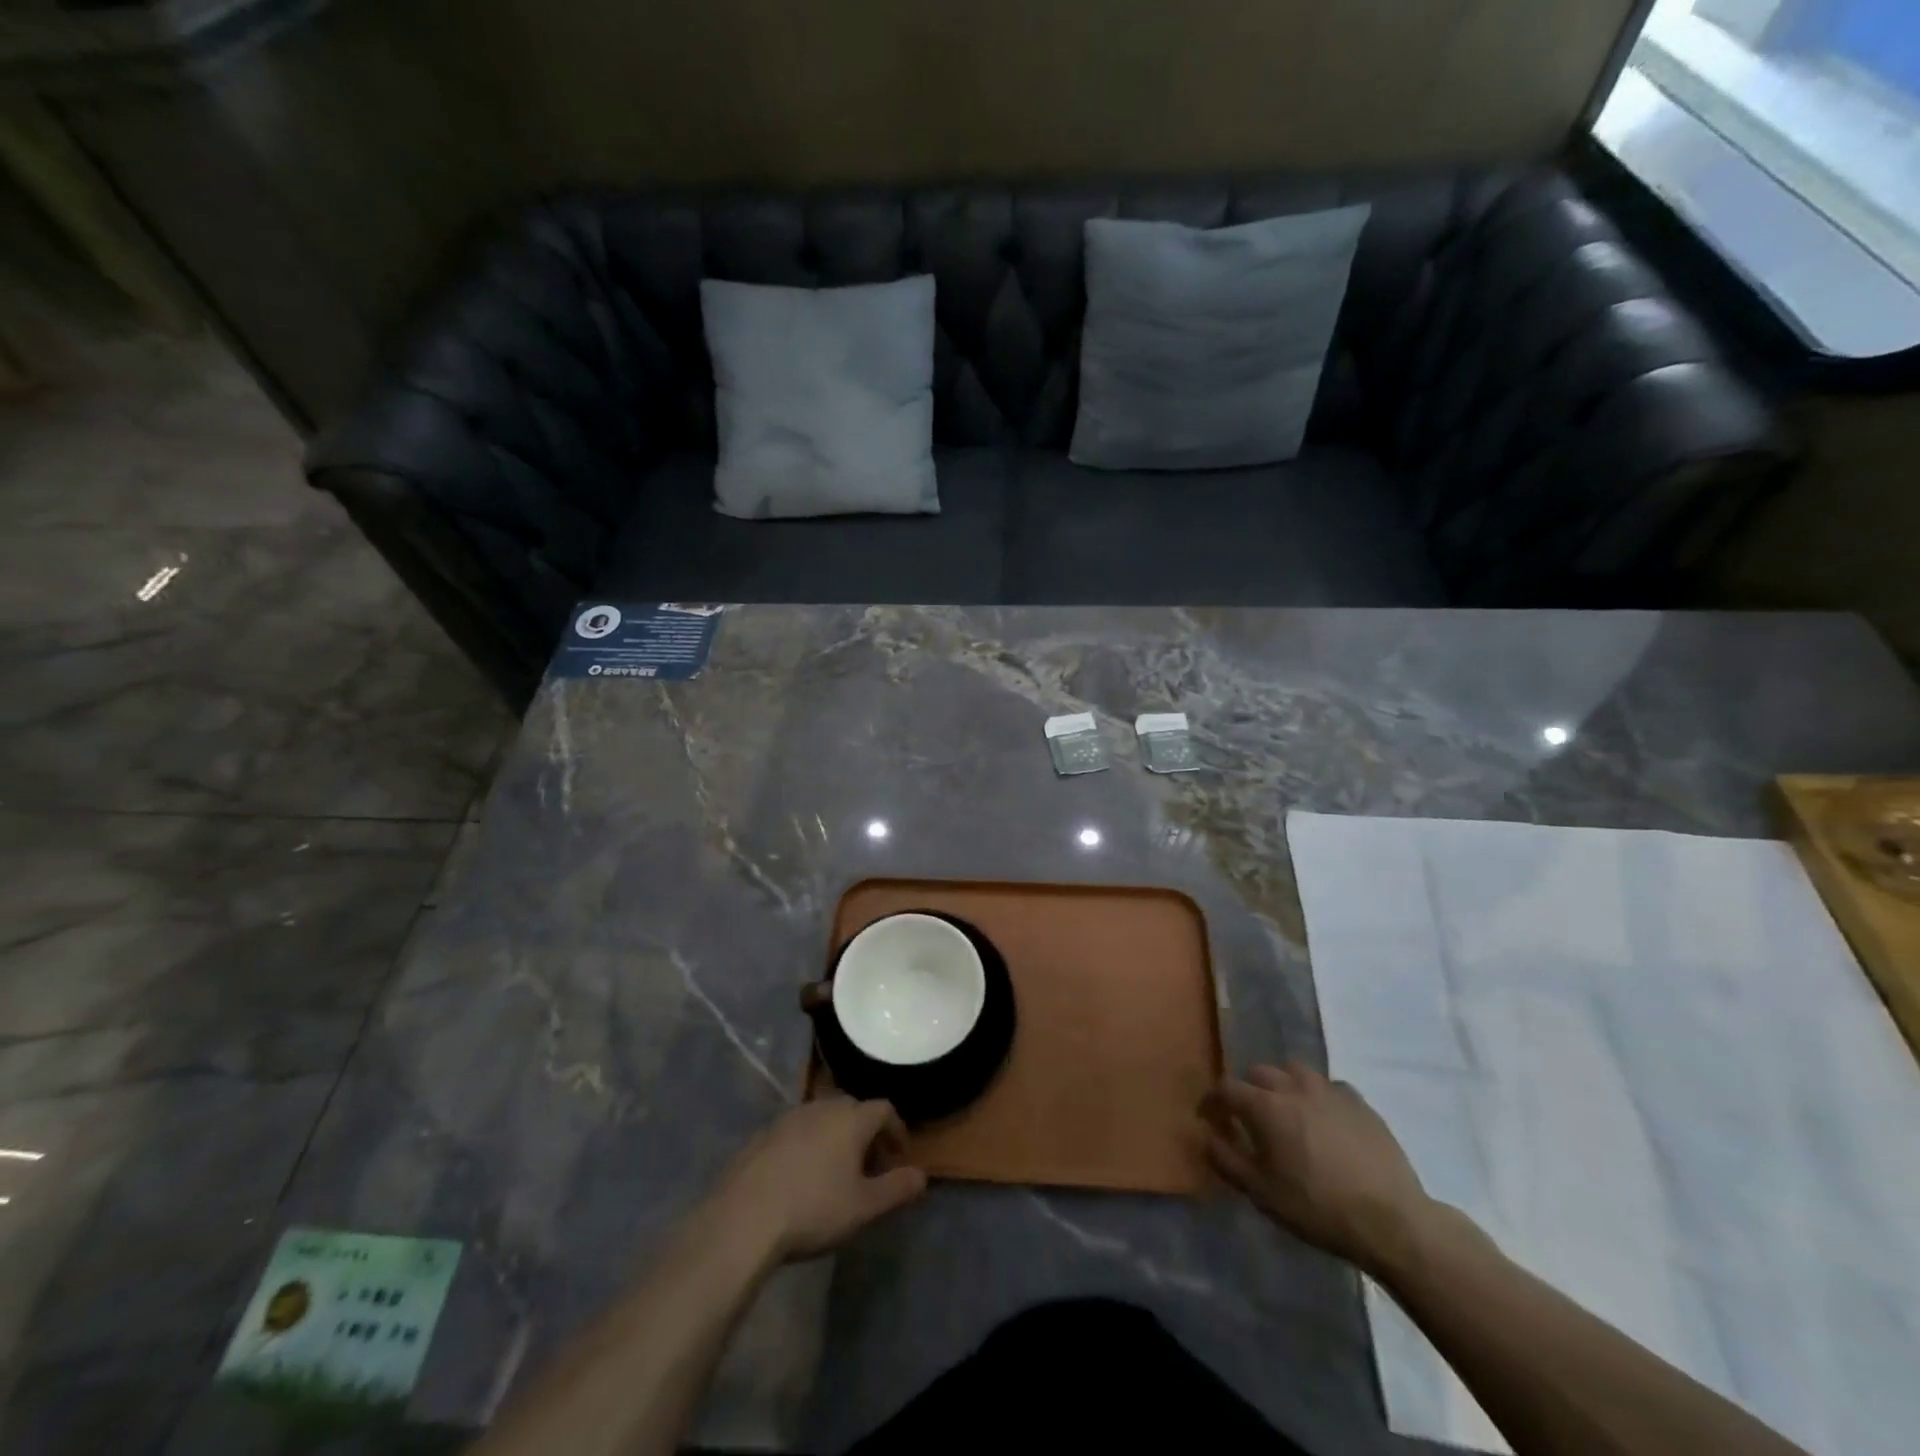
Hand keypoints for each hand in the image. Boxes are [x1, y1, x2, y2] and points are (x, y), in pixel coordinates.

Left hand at [711, 1096, 927, 1262]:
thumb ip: (897, 1188)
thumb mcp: (864, 1207)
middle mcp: (823, 1106)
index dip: (896, 1131)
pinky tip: (802, 1177)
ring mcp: (790, 1117)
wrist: (745, 1217)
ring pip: (824, 1118)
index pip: (885, 1109)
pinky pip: (798, 1131)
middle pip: (854, 1109)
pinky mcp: (764, 1133)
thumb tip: (922, 1176)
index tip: (898, 1158)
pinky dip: (810, 1145)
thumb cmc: (814, 1208)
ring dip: (837, 1137)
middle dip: (867, 1133)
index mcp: (851, 1118)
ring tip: (837, 1172)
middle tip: (870, 1167)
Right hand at [1203, 1063, 1432, 1276]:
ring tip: (1288, 1111)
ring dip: (1284, 1085)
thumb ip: (1227, 1160)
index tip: (1208, 1117)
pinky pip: (1330, 1087)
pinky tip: (1324, 1119)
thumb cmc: (1317, 1208)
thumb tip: (1207, 1136)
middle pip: (1260, 1072)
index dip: (1212, 1101)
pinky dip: (1318, 1096)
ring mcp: (1330, 1091)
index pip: (1226, 1088)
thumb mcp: (1262, 1193)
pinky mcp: (1360, 1103)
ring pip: (1296, 1072)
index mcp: (1266, 1106)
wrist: (1391, 1221)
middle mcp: (1294, 1087)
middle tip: (1249, 1117)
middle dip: (1248, 1089)